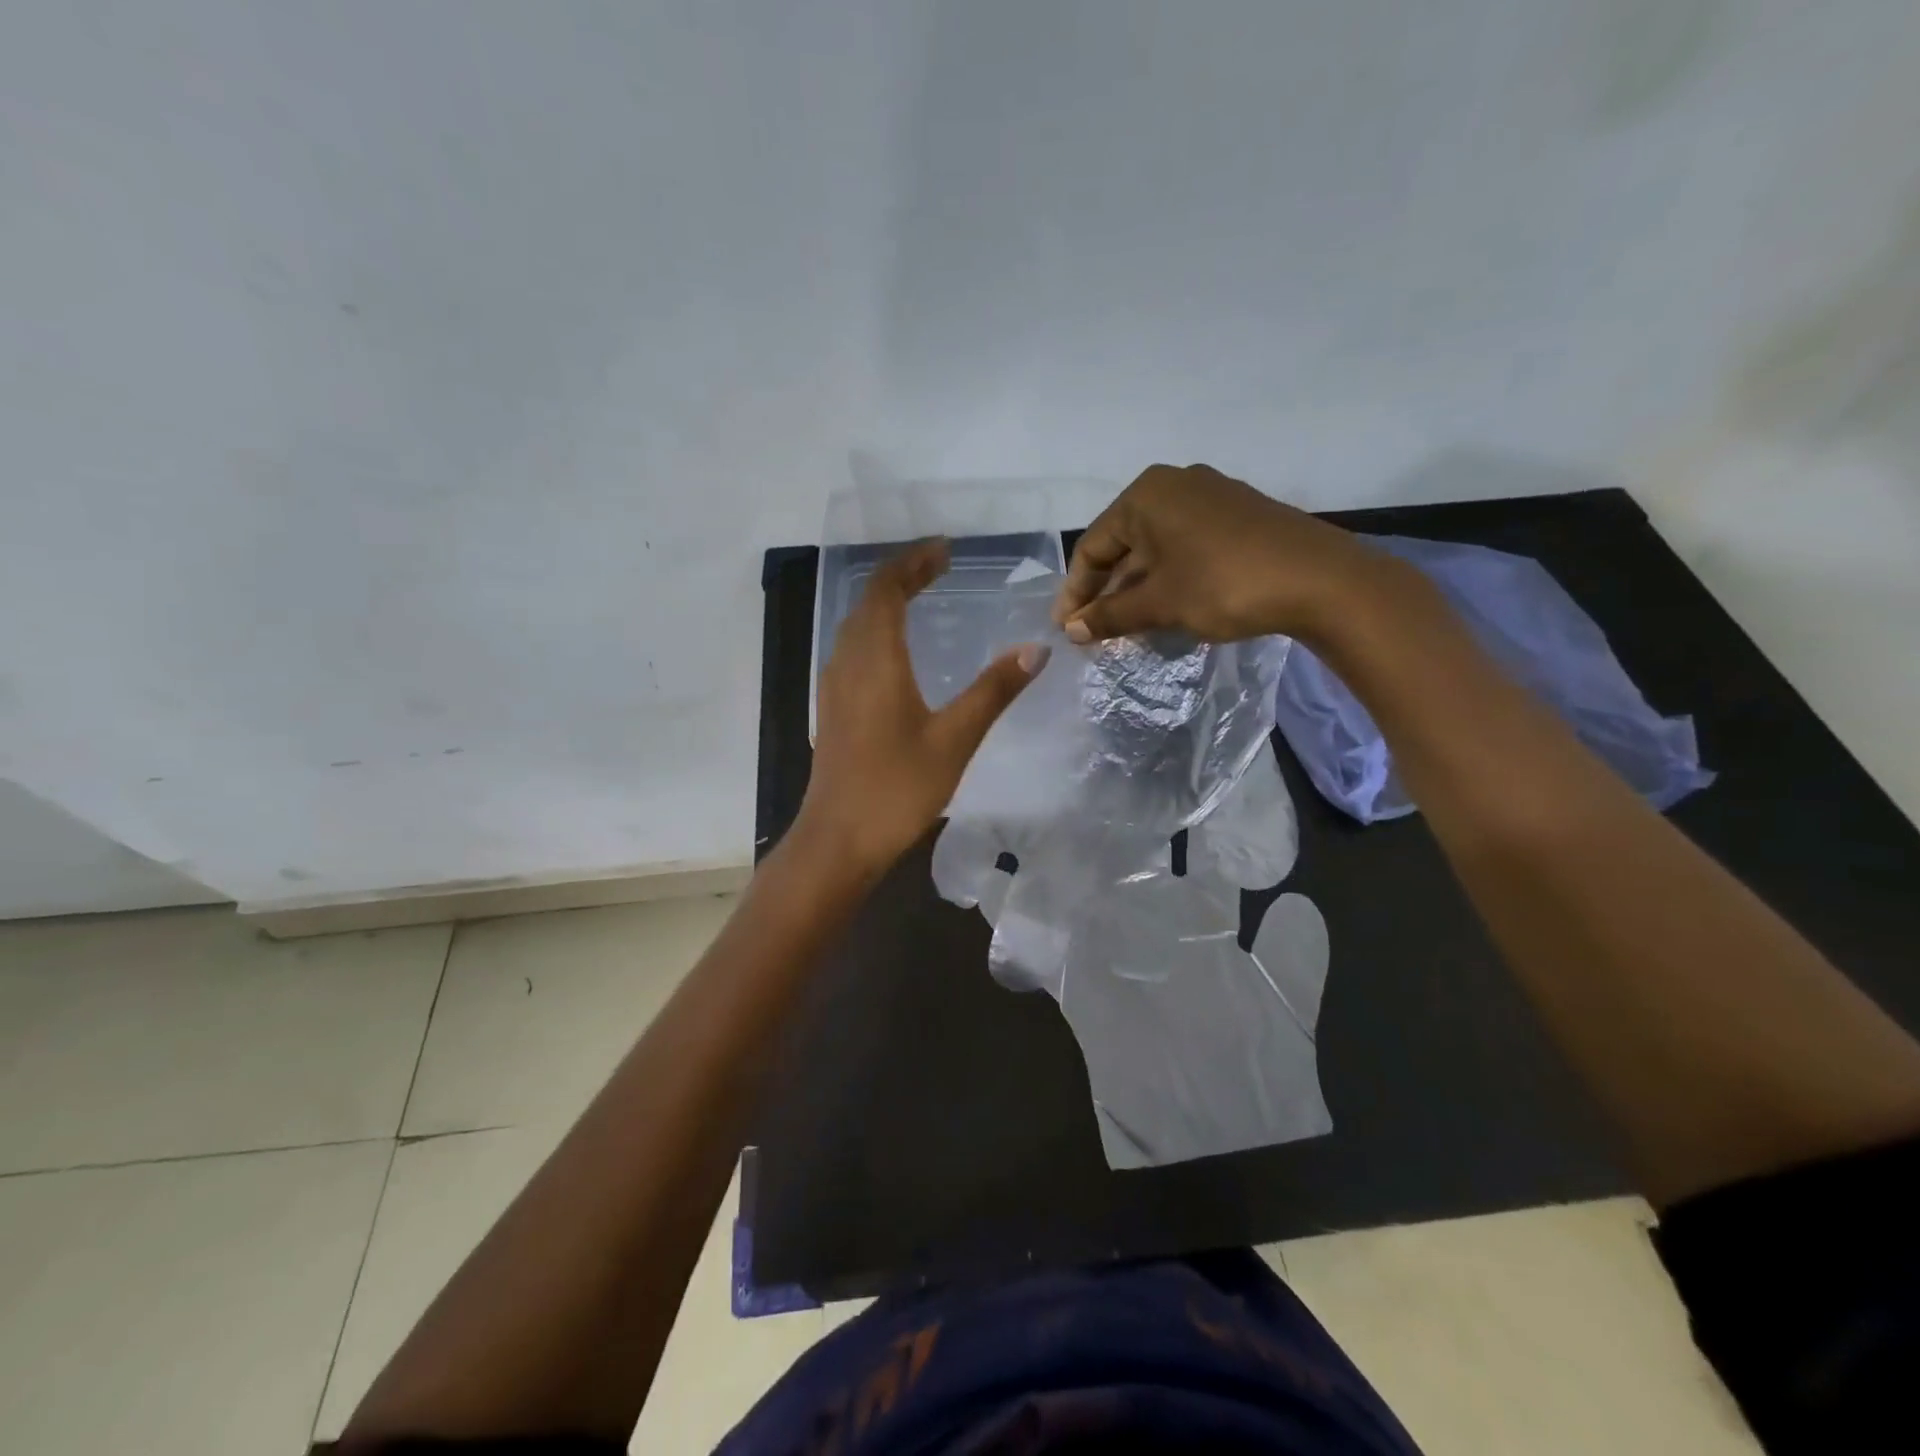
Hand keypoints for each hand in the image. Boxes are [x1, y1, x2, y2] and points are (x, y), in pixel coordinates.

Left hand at [796, 540, 1047, 877]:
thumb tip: (1035, 648)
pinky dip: (876, 631)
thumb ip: (994, 689)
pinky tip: (898, 653)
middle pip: (868, 600)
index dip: (913, 563)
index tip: (945, 551)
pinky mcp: (833, 709)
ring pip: (856, 625)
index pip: (886, 588)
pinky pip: (852, 650)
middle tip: (940, 568)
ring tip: (922, 598)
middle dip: (902, 576)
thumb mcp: (955, 737)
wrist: (840, 838)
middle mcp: (848, 661)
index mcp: (875, 658)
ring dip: (886, 603)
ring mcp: (834, 686)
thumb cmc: (898, 787)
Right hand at [1053, 463, 1392, 645]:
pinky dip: (1168, 577)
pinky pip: (1185, 546)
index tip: (1066, 628)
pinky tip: (1167, 607)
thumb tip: (1071, 630)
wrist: (1321, 580)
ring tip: (1127, 626)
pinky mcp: (1237, 514)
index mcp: (1146, 495)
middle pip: (1123, 544)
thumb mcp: (1159, 604)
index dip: (1075, 591)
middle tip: (1094, 630)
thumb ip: (1110, 615)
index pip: (1092, 546)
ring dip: (1137, 587)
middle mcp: (1175, 485)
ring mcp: (1210, 496)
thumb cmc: (1223, 584)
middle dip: (1107, 590)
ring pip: (1156, 547)